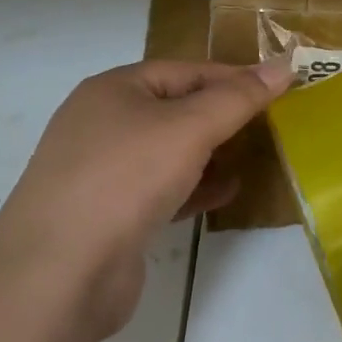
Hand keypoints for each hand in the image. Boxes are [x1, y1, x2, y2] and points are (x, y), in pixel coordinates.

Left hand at [0, 59, 292, 336]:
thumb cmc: (125, 179)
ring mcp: (100, 172)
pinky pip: (160, 189)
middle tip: (268, 123)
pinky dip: (194, 187)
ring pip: (168, 151)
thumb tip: (283, 66)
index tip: (277, 89)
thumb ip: (238, 97)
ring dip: (210, 153)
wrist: (57, 275)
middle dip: (222, 116)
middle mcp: (102, 124)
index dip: (233, 77)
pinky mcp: (107, 216)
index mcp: (114, 89)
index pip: (186, 70)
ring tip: (252, 156)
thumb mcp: (190, 128)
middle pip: (176, 109)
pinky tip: (225, 193)